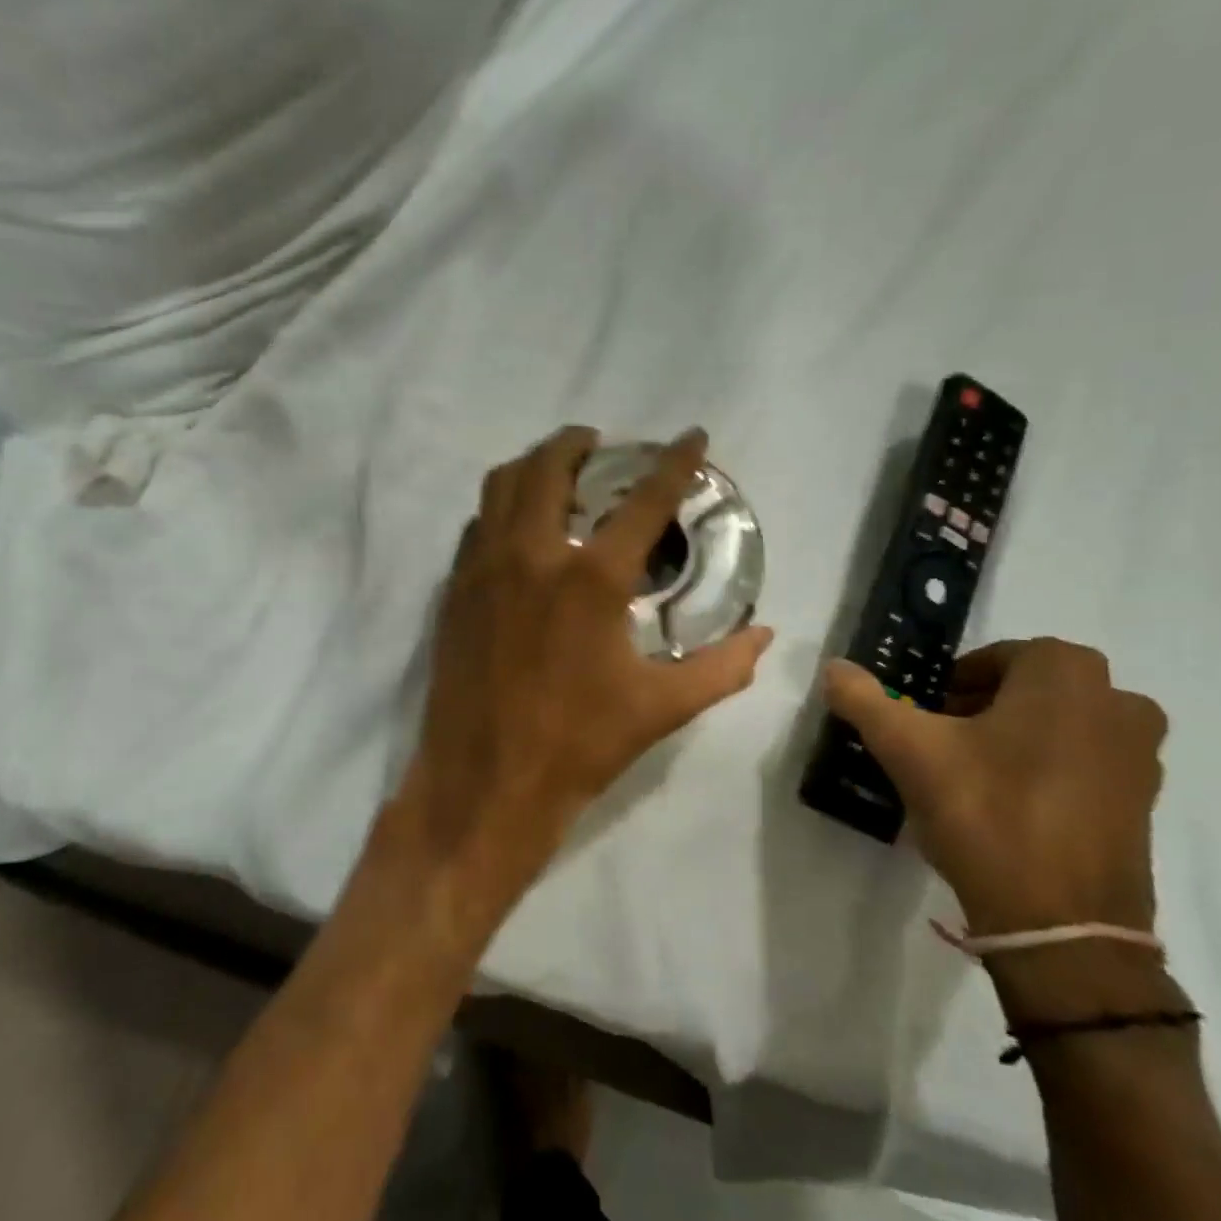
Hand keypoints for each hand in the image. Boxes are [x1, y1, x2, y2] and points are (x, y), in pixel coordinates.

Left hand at [386, 426, 773, 934]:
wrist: (484, 783)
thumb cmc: (578, 746)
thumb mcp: (660, 709)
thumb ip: (721, 668)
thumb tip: (765, 636)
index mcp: (591, 579)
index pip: (644, 500)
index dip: (675, 462)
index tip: (692, 436)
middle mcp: (533, 555)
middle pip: (551, 466)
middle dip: (577, 442)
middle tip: (600, 444)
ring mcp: (484, 568)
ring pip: (501, 485)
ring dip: (533, 464)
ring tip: (557, 470)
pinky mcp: (455, 589)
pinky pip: (477, 525)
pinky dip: (501, 507)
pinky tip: (518, 527)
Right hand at [823, 640, 1165, 935]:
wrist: (1062, 925)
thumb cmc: (985, 812)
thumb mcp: (907, 749)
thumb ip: (864, 699)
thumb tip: (833, 667)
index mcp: (1066, 674)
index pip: (996, 657)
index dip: (954, 683)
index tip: (926, 715)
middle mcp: (1117, 702)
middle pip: (1030, 689)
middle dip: (984, 707)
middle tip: (942, 741)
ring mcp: (1141, 756)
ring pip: (1059, 726)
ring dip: (1016, 737)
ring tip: (972, 775)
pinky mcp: (1144, 805)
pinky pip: (1084, 766)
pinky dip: (1047, 772)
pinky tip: (1008, 808)